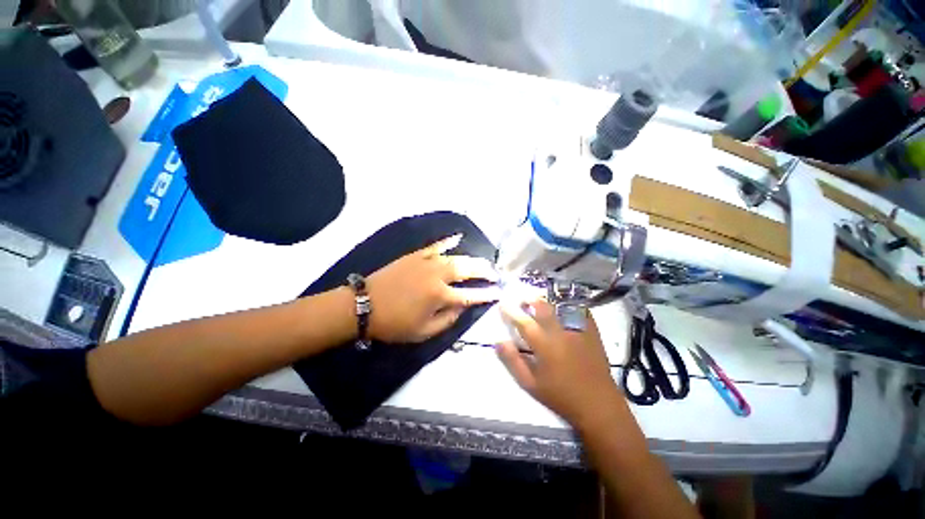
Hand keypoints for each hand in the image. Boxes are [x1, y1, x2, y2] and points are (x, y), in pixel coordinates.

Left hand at [366, 235, 500, 342]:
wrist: (365, 305)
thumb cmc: (394, 323)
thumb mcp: (423, 332)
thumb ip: (447, 320)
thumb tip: (462, 307)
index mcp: (439, 296)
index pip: (470, 295)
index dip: (486, 294)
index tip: (498, 292)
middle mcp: (437, 276)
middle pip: (467, 270)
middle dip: (484, 271)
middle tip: (495, 273)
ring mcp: (426, 262)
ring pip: (455, 257)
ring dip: (472, 259)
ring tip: (483, 262)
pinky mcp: (416, 255)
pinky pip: (436, 246)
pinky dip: (448, 241)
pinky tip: (458, 237)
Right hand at [496, 299, 624, 429]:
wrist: (598, 404)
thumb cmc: (561, 396)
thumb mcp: (530, 384)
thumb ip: (513, 361)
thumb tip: (499, 341)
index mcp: (544, 345)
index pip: (522, 321)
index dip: (510, 311)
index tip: (502, 304)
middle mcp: (560, 332)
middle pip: (542, 306)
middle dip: (529, 299)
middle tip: (521, 299)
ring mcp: (578, 329)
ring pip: (559, 305)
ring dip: (546, 300)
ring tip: (538, 301)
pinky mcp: (592, 331)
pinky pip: (578, 309)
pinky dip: (567, 304)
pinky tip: (562, 306)